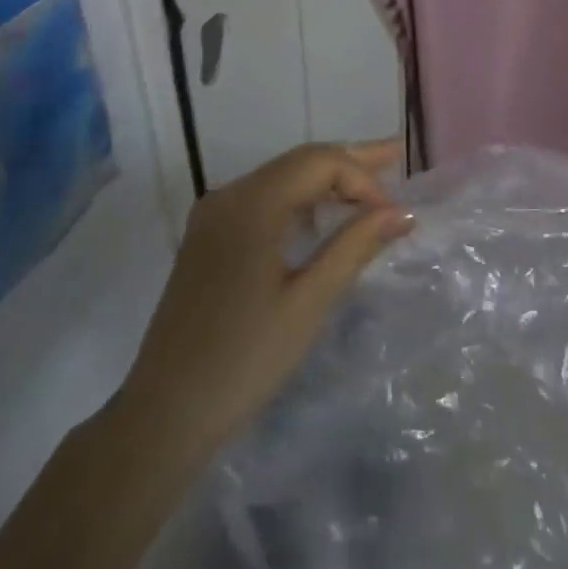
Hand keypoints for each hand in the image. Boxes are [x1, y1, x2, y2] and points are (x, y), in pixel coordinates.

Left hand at [118, 139, 411, 462]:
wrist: (164, 414)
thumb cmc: (244, 359)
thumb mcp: (309, 302)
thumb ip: (355, 246)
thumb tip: (403, 213)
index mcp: (251, 204)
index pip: (320, 163)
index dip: (364, 180)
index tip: (394, 216)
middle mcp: (229, 196)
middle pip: (300, 161)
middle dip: (351, 160)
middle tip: (397, 154)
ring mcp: (215, 215)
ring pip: (282, 177)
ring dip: (327, 178)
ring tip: (373, 179)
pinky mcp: (210, 237)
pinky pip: (264, 199)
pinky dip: (302, 198)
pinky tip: (326, 212)